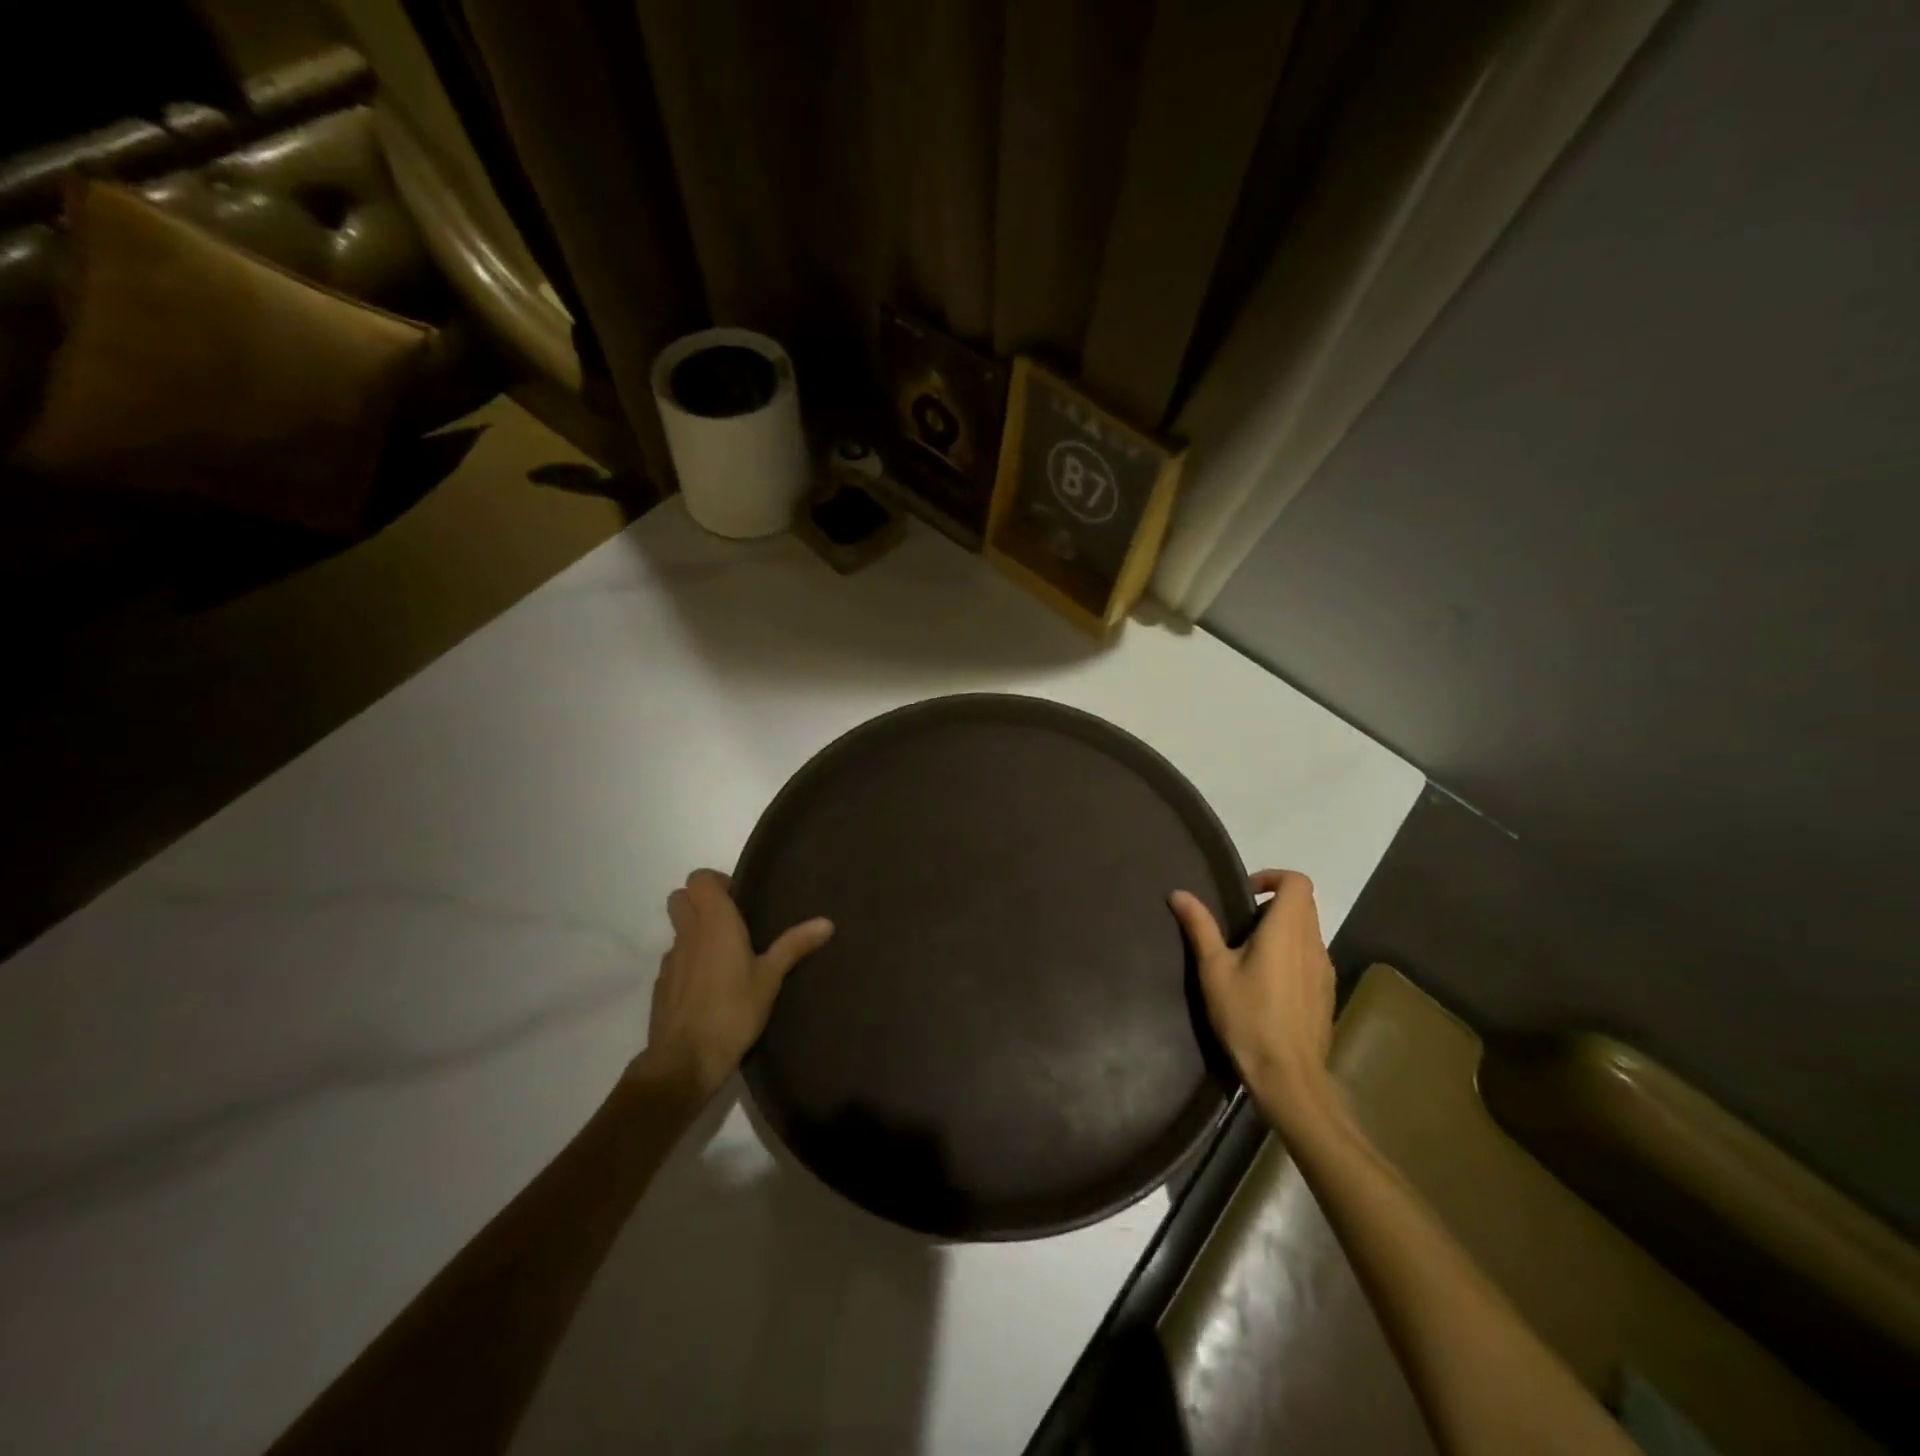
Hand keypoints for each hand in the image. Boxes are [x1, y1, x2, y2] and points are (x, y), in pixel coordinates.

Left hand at [633, 869, 833, 1100]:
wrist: (684, 1061)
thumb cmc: (733, 1011)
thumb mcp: (771, 978)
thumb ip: (795, 946)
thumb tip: (827, 922)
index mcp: (714, 923)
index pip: (698, 879)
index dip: (716, 882)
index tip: (739, 900)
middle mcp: (688, 934)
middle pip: (679, 898)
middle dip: (701, 901)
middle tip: (731, 921)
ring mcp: (670, 960)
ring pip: (677, 929)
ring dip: (695, 932)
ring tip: (726, 956)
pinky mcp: (661, 986)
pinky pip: (675, 959)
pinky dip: (689, 961)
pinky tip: (711, 986)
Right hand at [1169, 870, 1336, 1119]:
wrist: (1289, 1076)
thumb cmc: (1247, 1016)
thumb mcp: (1214, 969)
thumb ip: (1200, 927)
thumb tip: (1178, 893)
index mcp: (1287, 930)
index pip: (1297, 881)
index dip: (1272, 877)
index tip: (1245, 894)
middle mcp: (1312, 943)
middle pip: (1304, 904)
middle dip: (1274, 902)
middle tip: (1241, 923)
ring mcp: (1325, 970)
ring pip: (1308, 931)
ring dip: (1283, 929)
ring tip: (1250, 954)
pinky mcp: (1326, 993)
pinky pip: (1311, 957)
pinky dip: (1292, 953)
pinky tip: (1267, 983)